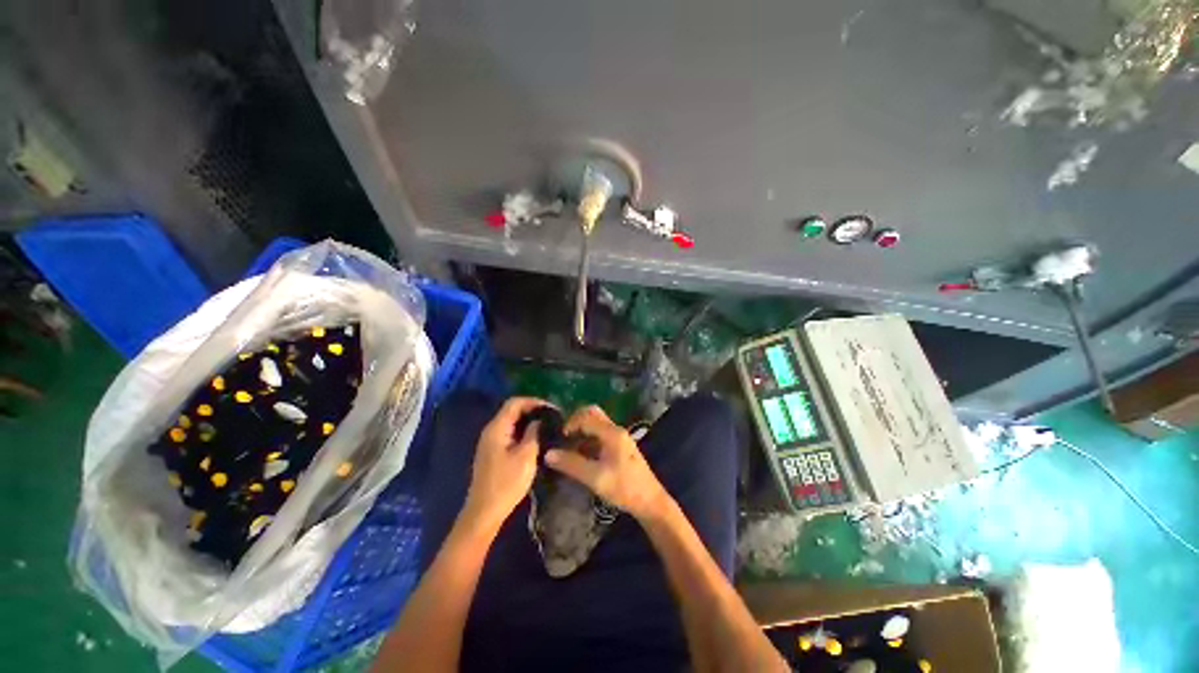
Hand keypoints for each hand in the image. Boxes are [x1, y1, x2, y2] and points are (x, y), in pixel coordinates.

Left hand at [463, 397, 548, 528]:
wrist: (484, 512)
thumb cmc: (506, 483)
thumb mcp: (526, 456)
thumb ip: (533, 433)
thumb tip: (538, 420)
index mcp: (497, 428)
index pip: (515, 403)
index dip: (534, 401)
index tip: (551, 408)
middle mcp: (491, 430)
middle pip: (511, 410)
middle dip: (532, 409)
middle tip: (551, 416)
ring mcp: (490, 442)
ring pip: (511, 422)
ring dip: (528, 420)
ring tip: (546, 425)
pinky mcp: (492, 452)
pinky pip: (509, 432)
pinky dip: (522, 430)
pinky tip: (535, 437)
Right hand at [544, 405, 669, 520]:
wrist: (650, 501)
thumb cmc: (624, 488)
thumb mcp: (595, 478)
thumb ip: (572, 464)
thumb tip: (548, 453)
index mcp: (612, 432)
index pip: (586, 416)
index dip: (570, 423)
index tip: (560, 439)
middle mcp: (616, 430)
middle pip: (593, 414)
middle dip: (576, 422)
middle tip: (564, 439)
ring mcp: (619, 438)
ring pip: (596, 425)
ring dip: (582, 432)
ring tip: (569, 449)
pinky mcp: (620, 447)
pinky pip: (601, 435)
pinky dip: (589, 440)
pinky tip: (581, 456)